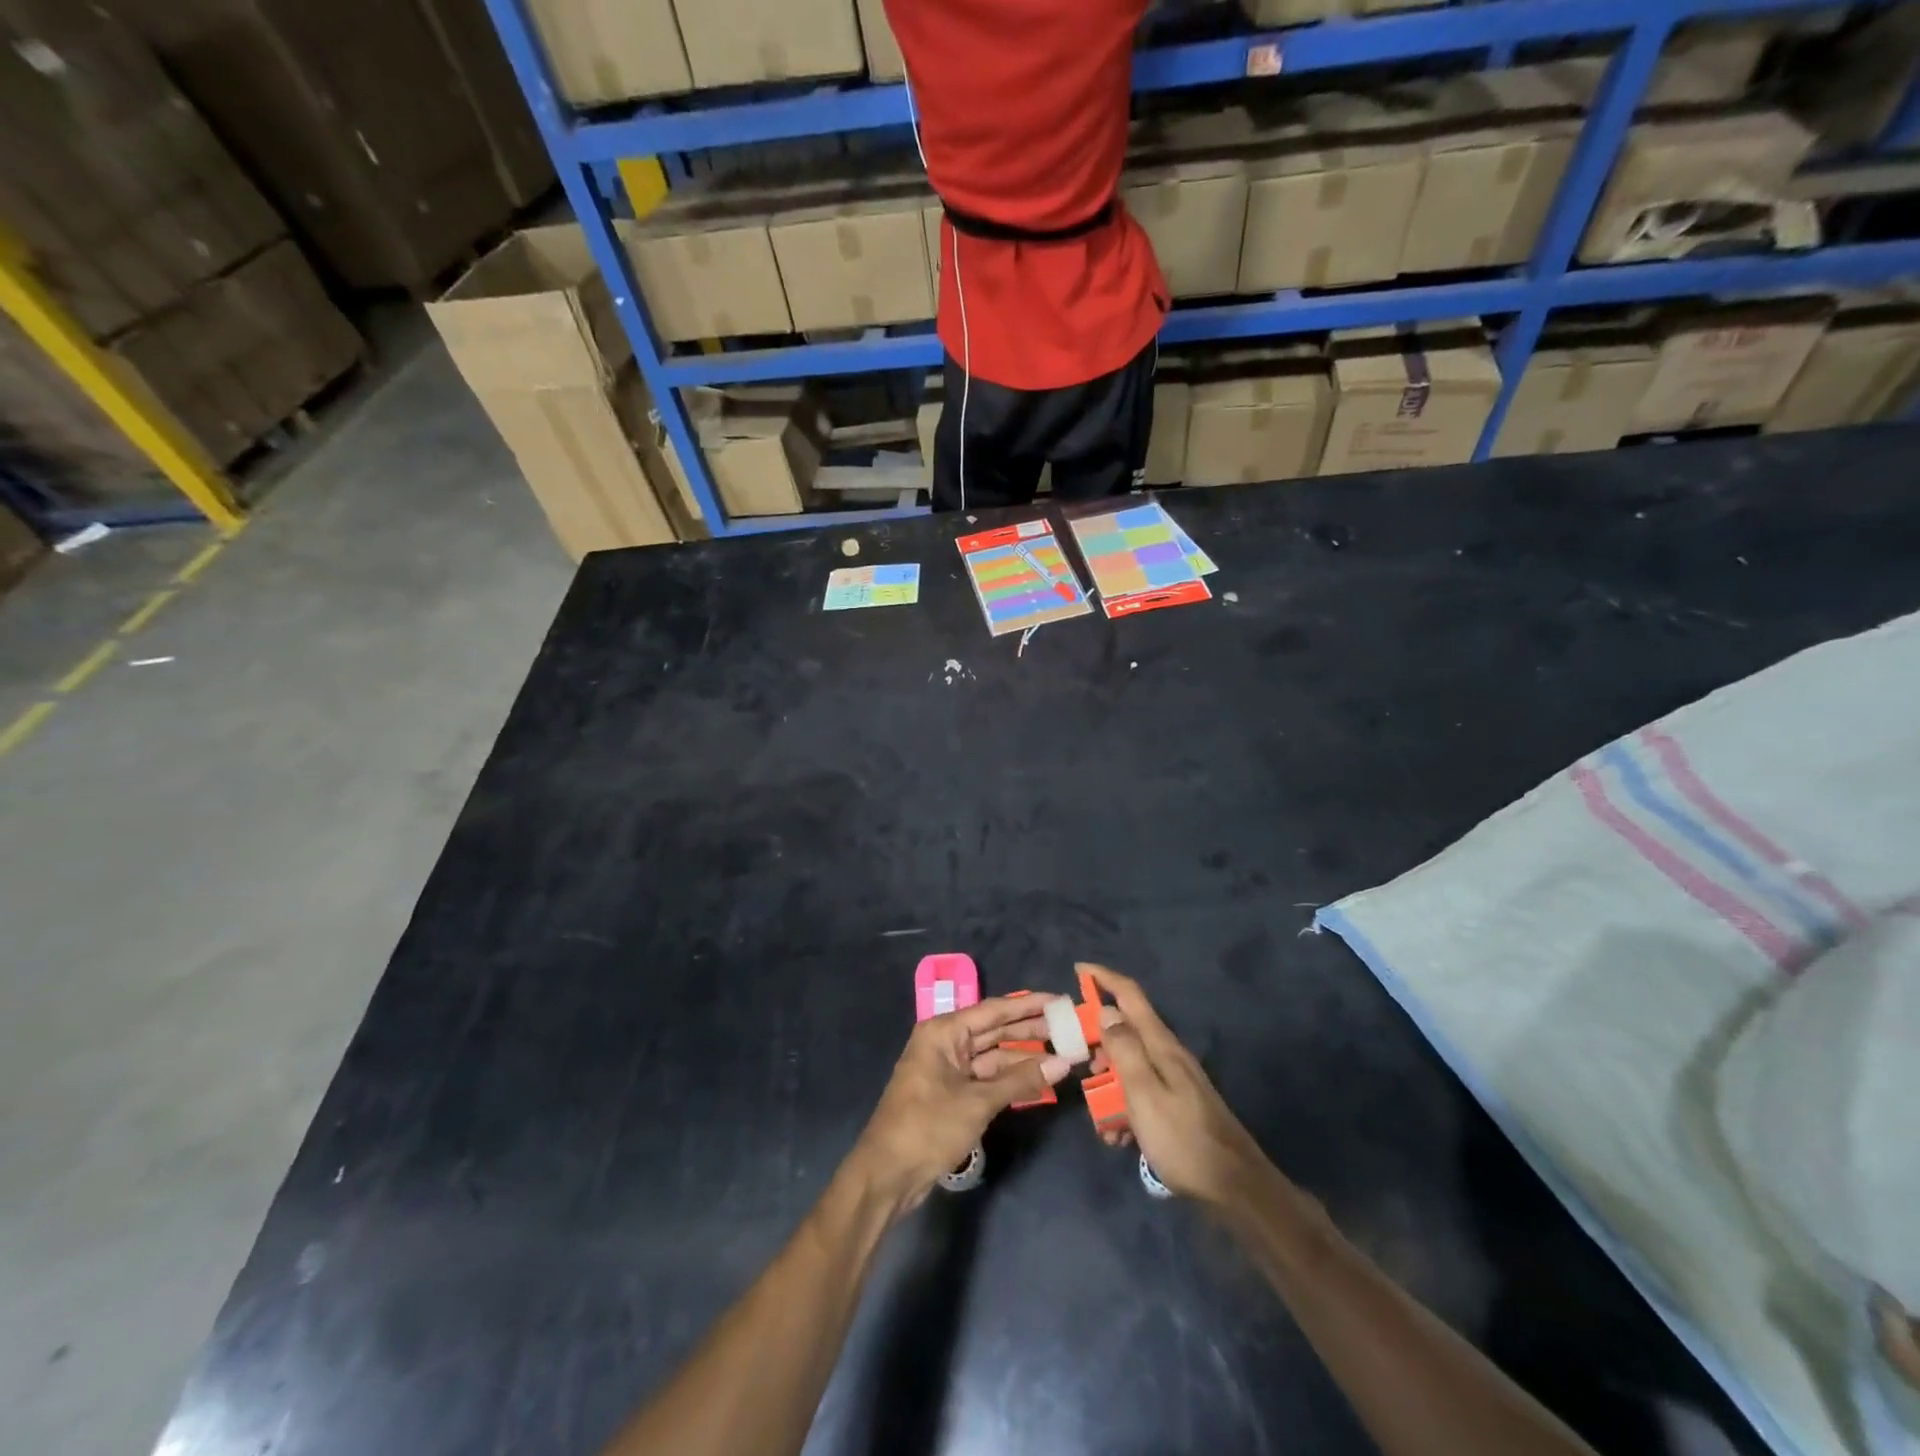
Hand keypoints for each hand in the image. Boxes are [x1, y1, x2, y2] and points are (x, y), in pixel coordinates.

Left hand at [848, 997, 1071, 1213]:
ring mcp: (948, 1069)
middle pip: (994, 1031)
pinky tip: (1039, 1080)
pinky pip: (987, 1078)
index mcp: (944, 1032)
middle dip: (1030, 1030)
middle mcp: (945, 1043)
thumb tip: (1063, 1063)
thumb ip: (1021, 1080)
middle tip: (1068, 1027)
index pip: (993, 1011)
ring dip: (1024, 1058)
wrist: (888, 1174)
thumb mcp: (978, 1102)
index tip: (1059, 1001)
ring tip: (1062, 1054)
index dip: (1028, 1005)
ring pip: (993, 1056)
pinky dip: (1011, 1079)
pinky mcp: (952, 1094)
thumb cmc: (928, 1126)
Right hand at [1080, 963, 1268, 1206]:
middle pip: (1126, 1031)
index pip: (1130, 995)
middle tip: (1081, 1067)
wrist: (1235, 1188)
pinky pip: (1141, 1093)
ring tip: (1099, 1118)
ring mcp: (1175, 1080)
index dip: (1104, 978)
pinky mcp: (1177, 1104)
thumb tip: (1107, 1011)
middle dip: (1099, 1045)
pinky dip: (1124, 1107)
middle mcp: (1168, 1054)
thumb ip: (1124, 1049)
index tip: (1078, 970)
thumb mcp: (1144, 1093)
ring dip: (1109, 1084)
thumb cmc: (1182, 1139)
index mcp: (1161, 1045)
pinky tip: (1118, 1137)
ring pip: (1130, 1066)